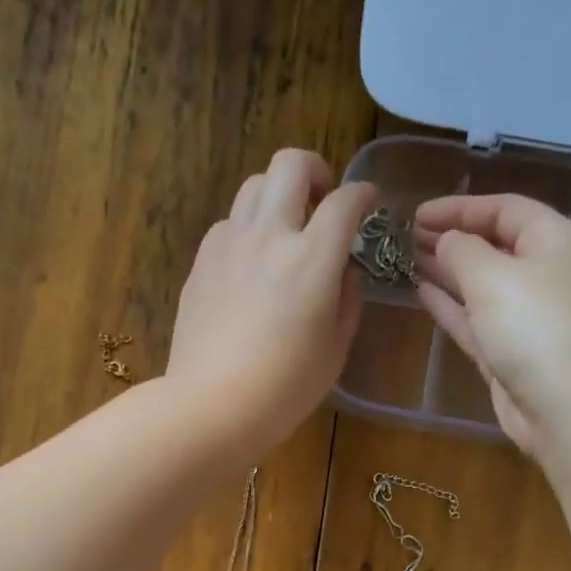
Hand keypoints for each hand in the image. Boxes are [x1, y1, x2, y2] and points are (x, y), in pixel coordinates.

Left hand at [166, 149, 376, 456]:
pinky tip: (251, 264)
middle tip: (322, 201)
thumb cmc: (284, 389)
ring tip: (284, 231)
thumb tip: (344, 270)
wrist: (211, 406)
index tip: (369, 203)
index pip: (345, 201)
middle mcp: (269, 237)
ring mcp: (229, 245)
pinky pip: (228, 224)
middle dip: (315, 171)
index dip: (363, 194)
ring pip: (253, 186)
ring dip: (277, 197)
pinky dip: (247, 229)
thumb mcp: (334, 349)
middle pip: (290, 164)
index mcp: (312, 259)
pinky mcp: (201, 263)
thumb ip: (346, 299)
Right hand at [413, 194, 570, 458]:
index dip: (459, 208)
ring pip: (481, 285)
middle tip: (404, 238)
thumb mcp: (494, 277)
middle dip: (451, 239)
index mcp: (554, 241)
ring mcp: (528, 317)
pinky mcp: (511, 354)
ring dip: (446, 272)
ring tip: (405, 260)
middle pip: (494, 246)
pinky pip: (476, 320)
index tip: (415, 214)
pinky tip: (422, 293)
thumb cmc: (537, 329)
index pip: (504, 210)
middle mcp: (545, 274)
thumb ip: (462, 251)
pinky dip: (451, 306)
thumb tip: (446, 241)